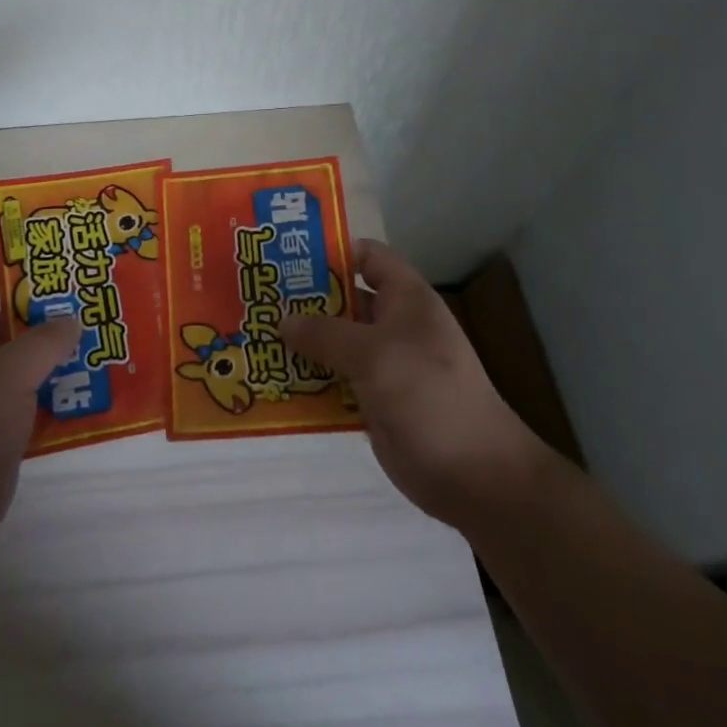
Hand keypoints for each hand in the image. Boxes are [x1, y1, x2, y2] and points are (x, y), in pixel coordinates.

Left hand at [0, 256, 80, 546]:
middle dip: (52, 303)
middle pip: (13, 312)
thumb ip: (45, 340)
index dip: (17, 259)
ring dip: (62, 344)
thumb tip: (73, 319)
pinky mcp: (0, 417)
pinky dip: (60, 381)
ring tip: (106, 331)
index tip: (61, 254)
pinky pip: (35, 387)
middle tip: (96, 292)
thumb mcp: (8, 376)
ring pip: (28, 351)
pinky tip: (96, 378)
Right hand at [281, 239, 542, 528]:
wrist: (474, 475)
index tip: (286, 258)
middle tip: (256, 299)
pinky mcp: (372, 400)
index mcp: (405, 299)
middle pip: (342, 299)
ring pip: (333, 342)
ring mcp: (382, 364)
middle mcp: (392, 325)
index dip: (331, 252)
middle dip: (302, 299)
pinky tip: (272, 379)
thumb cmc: (428, 395)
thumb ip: (325, 333)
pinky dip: (307, 379)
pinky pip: (332, 380)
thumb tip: (282, 320)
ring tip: (253, 336)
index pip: (366, 256)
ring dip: (299, 342)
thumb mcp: (374, 354)